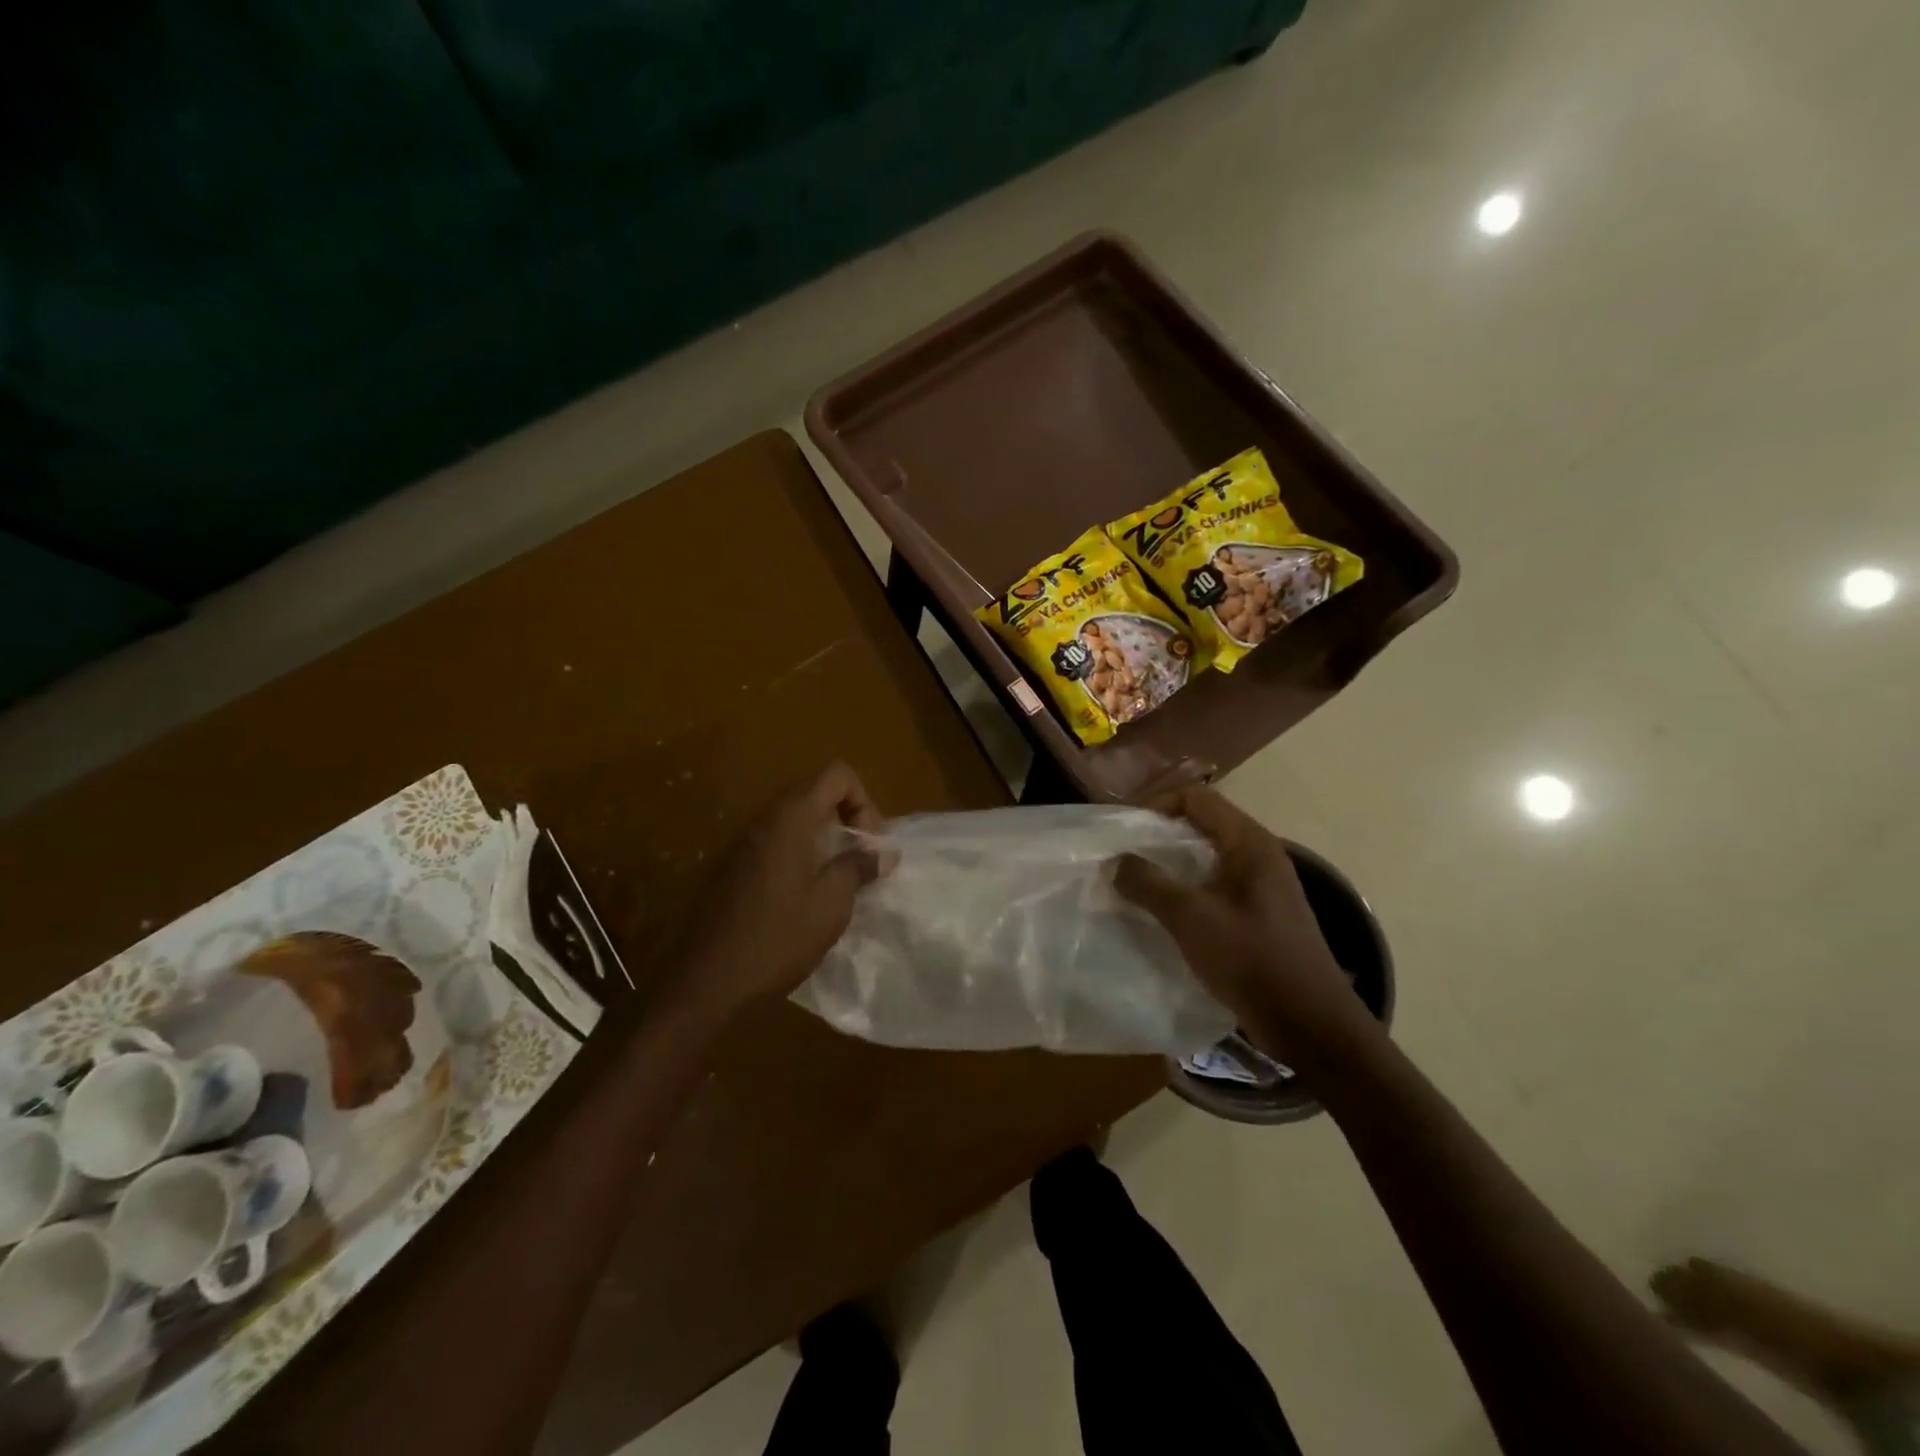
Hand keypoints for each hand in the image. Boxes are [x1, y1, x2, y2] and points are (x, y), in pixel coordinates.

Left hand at [669, 763, 885, 1017]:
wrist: (706, 984)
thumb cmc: (777, 938)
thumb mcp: (831, 904)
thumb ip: (859, 867)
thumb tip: (883, 852)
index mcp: (790, 818)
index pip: (836, 774)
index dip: (863, 801)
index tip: (868, 844)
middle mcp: (763, 819)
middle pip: (814, 793)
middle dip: (845, 819)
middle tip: (860, 861)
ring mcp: (742, 843)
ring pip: (793, 820)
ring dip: (822, 840)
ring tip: (837, 882)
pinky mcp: (730, 868)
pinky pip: (774, 844)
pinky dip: (798, 856)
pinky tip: (804, 899)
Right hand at [1113, 786, 1371, 1066]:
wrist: (1310, 1026)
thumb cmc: (1253, 961)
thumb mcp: (1193, 919)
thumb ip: (1150, 884)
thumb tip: (1116, 861)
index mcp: (1249, 843)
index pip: (1196, 797)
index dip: (1156, 804)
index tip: (1123, 830)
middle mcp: (1257, 856)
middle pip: (1199, 825)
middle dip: (1157, 837)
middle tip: (1120, 857)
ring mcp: (1259, 887)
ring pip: (1203, 859)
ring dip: (1168, 867)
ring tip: (1133, 885)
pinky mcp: (1256, 916)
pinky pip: (1211, 888)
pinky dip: (1183, 892)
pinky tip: (1160, 914)